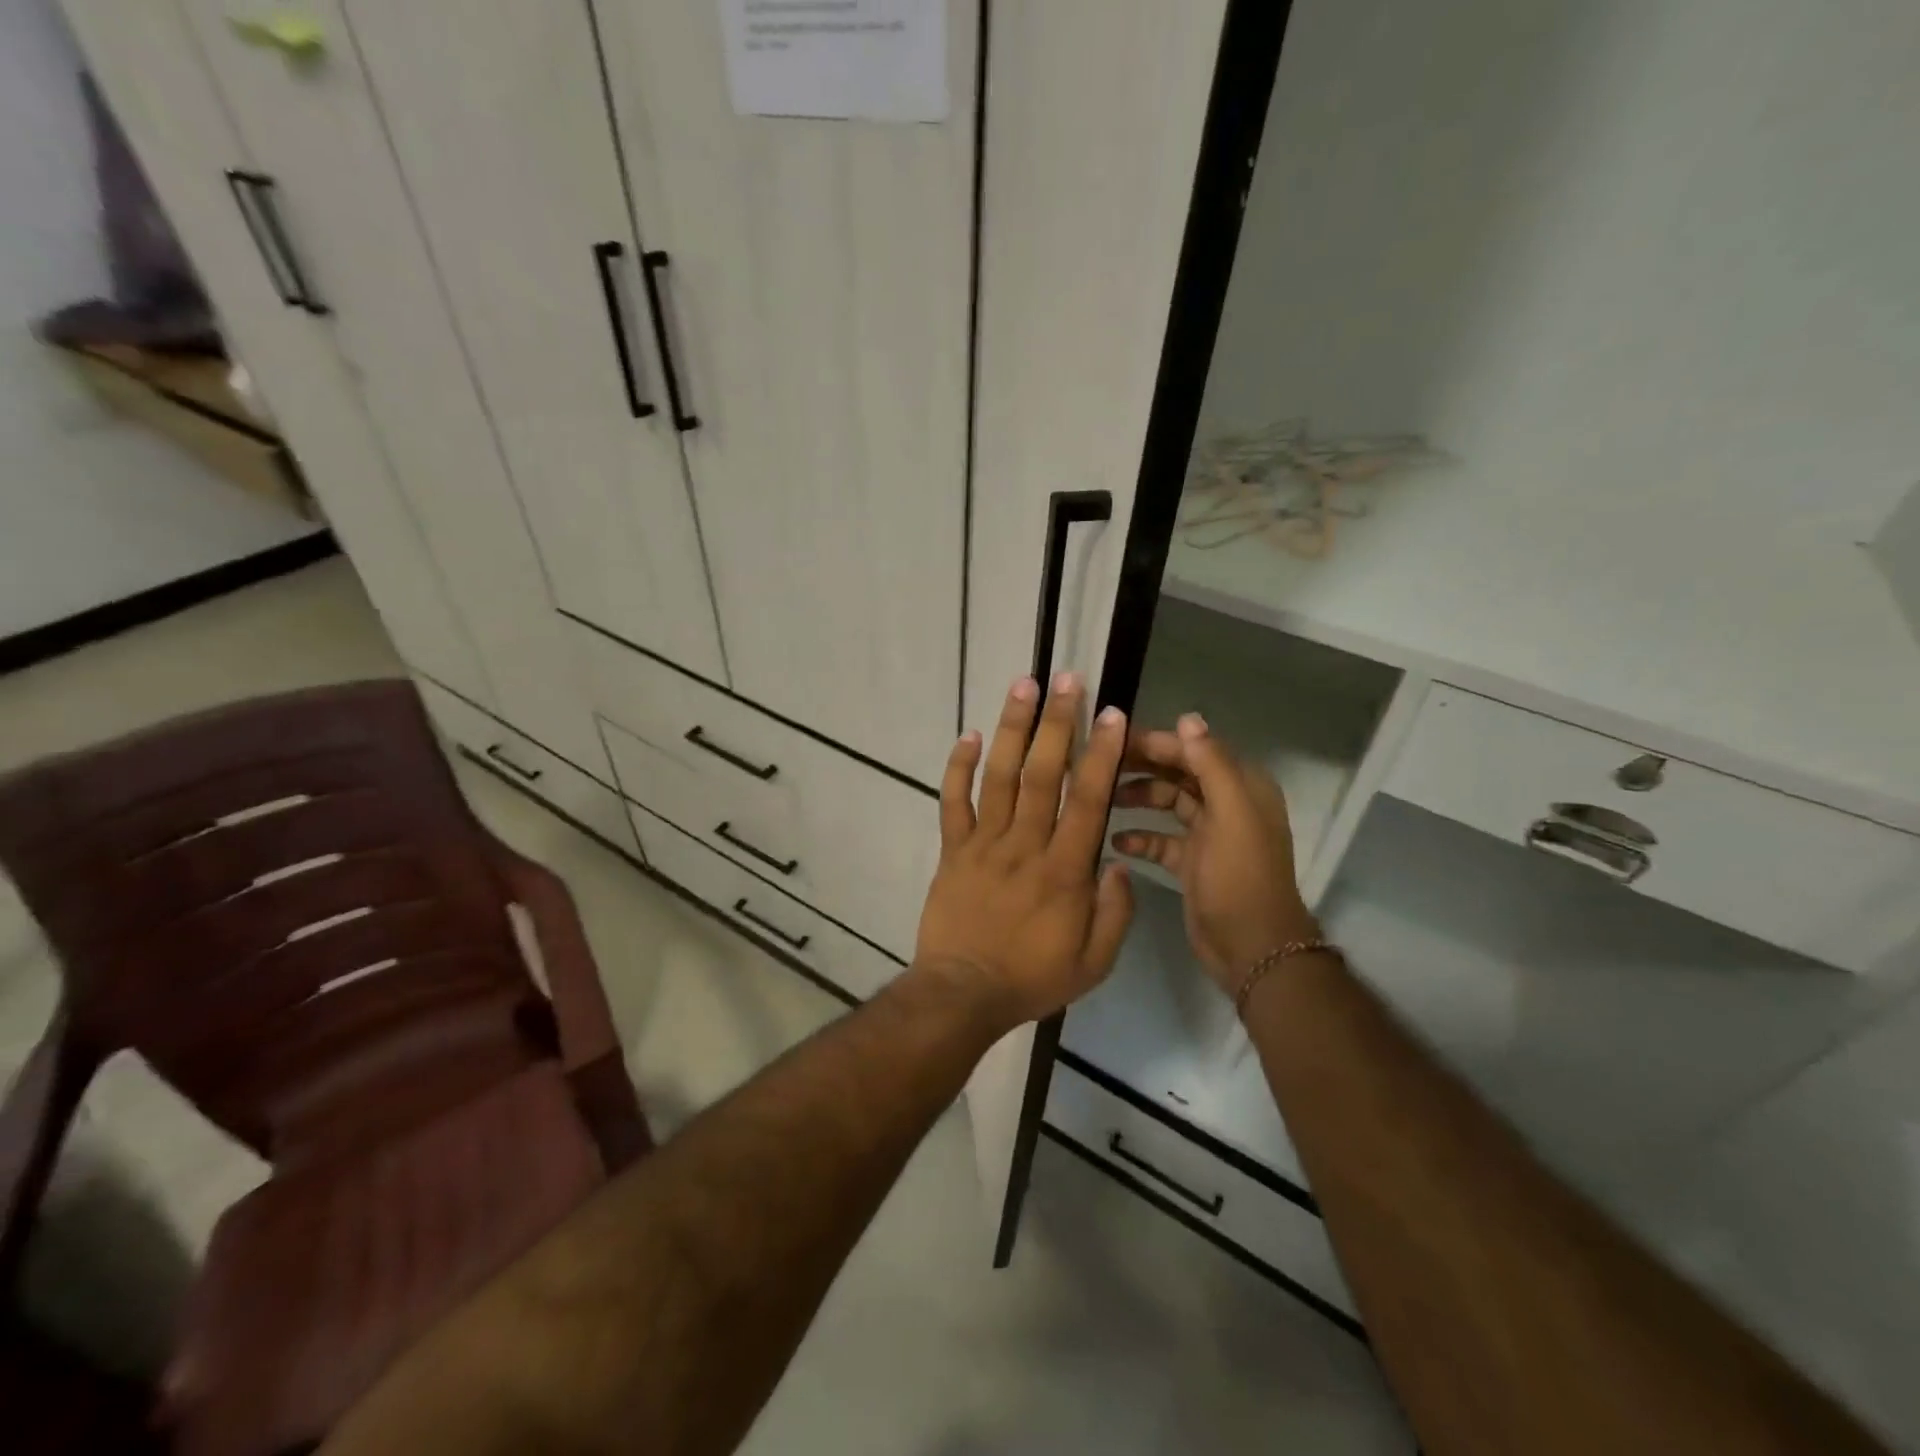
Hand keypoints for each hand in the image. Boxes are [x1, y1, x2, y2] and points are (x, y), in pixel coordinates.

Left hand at [914, 673, 1135, 1028]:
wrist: (962, 994)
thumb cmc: (1033, 979)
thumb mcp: (1095, 962)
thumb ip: (1116, 912)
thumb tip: (1119, 862)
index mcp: (1064, 870)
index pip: (1087, 800)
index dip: (1101, 754)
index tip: (1111, 714)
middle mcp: (1025, 845)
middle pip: (1042, 773)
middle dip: (1057, 723)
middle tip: (1066, 679)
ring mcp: (983, 844)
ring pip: (998, 776)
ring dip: (1011, 729)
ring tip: (1022, 686)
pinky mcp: (952, 850)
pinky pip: (952, 802)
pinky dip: (957, 767)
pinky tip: (966, 734)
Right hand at [1110, 714, 1317, 995]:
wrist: (1251, 947)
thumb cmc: (1240, 876)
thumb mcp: (1230, 814)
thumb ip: (1211, 764)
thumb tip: (1187, 717)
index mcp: (1241, 787)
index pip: (1195, 750)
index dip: (1158, 742)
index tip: (1115, 738)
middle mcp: (1225, 804)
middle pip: (1178, 773)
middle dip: (1142, 767)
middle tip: (1098, 764)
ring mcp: (1207, 834)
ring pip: (1166, 803)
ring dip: (1137, 798)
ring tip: (1101, 800)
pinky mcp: (1190, 862)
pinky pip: (1159, 839)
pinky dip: (1139, 837)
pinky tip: (1115, 841)